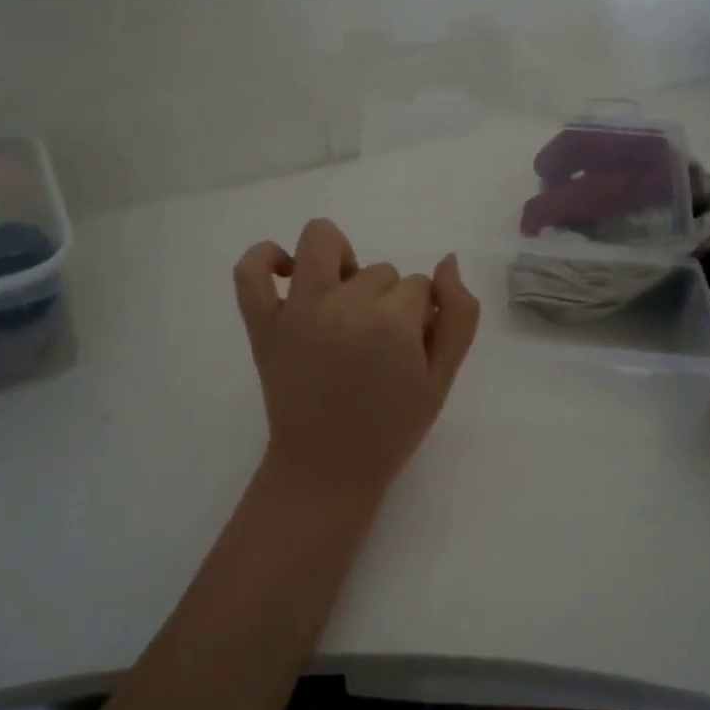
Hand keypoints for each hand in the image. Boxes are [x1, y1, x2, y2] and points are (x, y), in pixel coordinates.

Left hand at [233, 219, 480, 497]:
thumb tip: (447, 261)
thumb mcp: (442, 378)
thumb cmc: (392, 427)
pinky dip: (265, 257)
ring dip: (341, 261)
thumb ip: (459, 315)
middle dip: (387, 300)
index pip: (420, 287)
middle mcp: (343, 305)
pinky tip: (287, 272)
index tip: (409, 351)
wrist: (329, 467)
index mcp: (392, 323)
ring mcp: (296, 310)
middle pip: (379, 270)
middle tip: (377, 345)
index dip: (420, 317)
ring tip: (341, 300)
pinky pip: (250, 269)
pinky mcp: (262, 323)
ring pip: (323, 243)